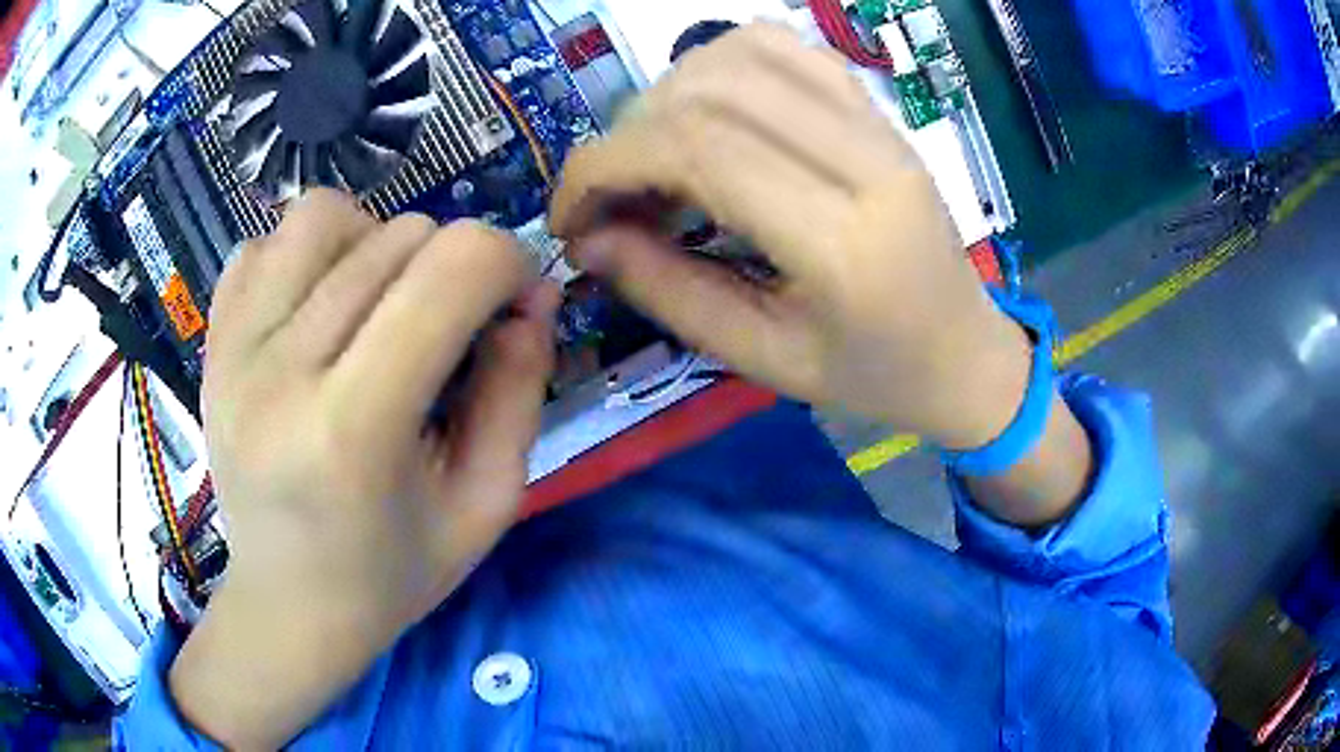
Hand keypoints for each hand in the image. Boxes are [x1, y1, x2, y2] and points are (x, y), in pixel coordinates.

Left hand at [170, 190, 556, 747]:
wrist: (287, 605)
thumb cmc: (392, 573)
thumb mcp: (486, 503)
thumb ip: (521, 391)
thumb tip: (533, 293)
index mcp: (353, 428)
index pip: (450, 271)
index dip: (508, 261)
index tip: (517, 299)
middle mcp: (279, 370)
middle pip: (396, 237)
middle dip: (451, 266)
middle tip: (451, 328)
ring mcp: (232, 348)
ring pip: (324, 216)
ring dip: (373, 243)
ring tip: (377, 306)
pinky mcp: (210, 341)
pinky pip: (265, 244)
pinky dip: (306, 257)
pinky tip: (317, 312)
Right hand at [550, 24, 1031, 449]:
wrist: (966, 353)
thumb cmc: (875, 376)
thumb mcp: (766, 360)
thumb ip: (670, 292)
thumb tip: (588, 238)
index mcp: (844, 243)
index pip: (698, 150)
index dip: (606, 165)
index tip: (569, 214)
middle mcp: (867, 161)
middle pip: (711, 92)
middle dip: (627, 136)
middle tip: (612, 198)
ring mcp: (879, 123)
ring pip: (741, 53)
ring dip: (668, 96)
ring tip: (656, 160)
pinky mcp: (877, 109)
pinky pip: (783, 48)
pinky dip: (719, 65)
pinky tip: (707, 115)